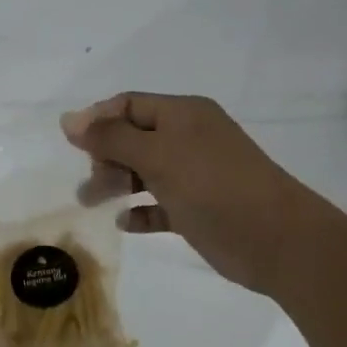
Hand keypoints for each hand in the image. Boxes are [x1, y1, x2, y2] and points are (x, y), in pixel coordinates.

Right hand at [62, 93, 300, 292]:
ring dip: (116, 183)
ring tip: (92, 202)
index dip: (97, 119)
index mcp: (182, 115)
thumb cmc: (213, 186)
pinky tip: (126, 222)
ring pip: (143, 171)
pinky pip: (159, 204)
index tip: (71, 144)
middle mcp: (188, 139)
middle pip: (133, 138)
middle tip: (89, 181)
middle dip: (104, 155)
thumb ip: (110, 137)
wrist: (278, 241)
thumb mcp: (157, 155)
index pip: (128, 105)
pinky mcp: (197, 209)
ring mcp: (194, 175)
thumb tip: (68, 120)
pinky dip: (140, 211)